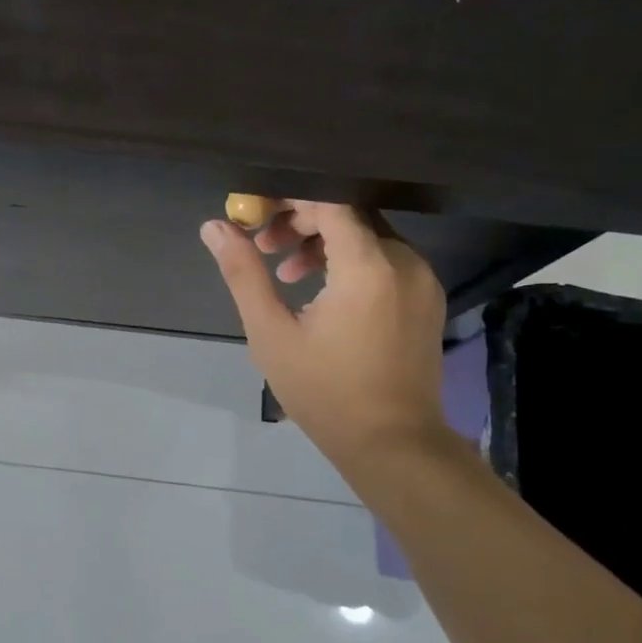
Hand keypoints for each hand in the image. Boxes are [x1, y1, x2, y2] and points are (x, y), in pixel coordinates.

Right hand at [201, 202, 446, 473]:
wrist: (392, 443)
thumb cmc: (324, 391)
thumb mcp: (271, 333)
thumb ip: (244, 273)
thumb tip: (215, 227)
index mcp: (368, 266)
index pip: (330, 202)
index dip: (289, 199)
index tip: (255, 214)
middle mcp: (404, 262)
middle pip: (349, 215)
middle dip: (302, 221)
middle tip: (263, 247)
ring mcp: (422, 280)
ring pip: (368, 237)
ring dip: (324, 243)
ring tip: (287, 273)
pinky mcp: (427, 299)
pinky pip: (385, 260)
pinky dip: (350, 262)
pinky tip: (321, 293)